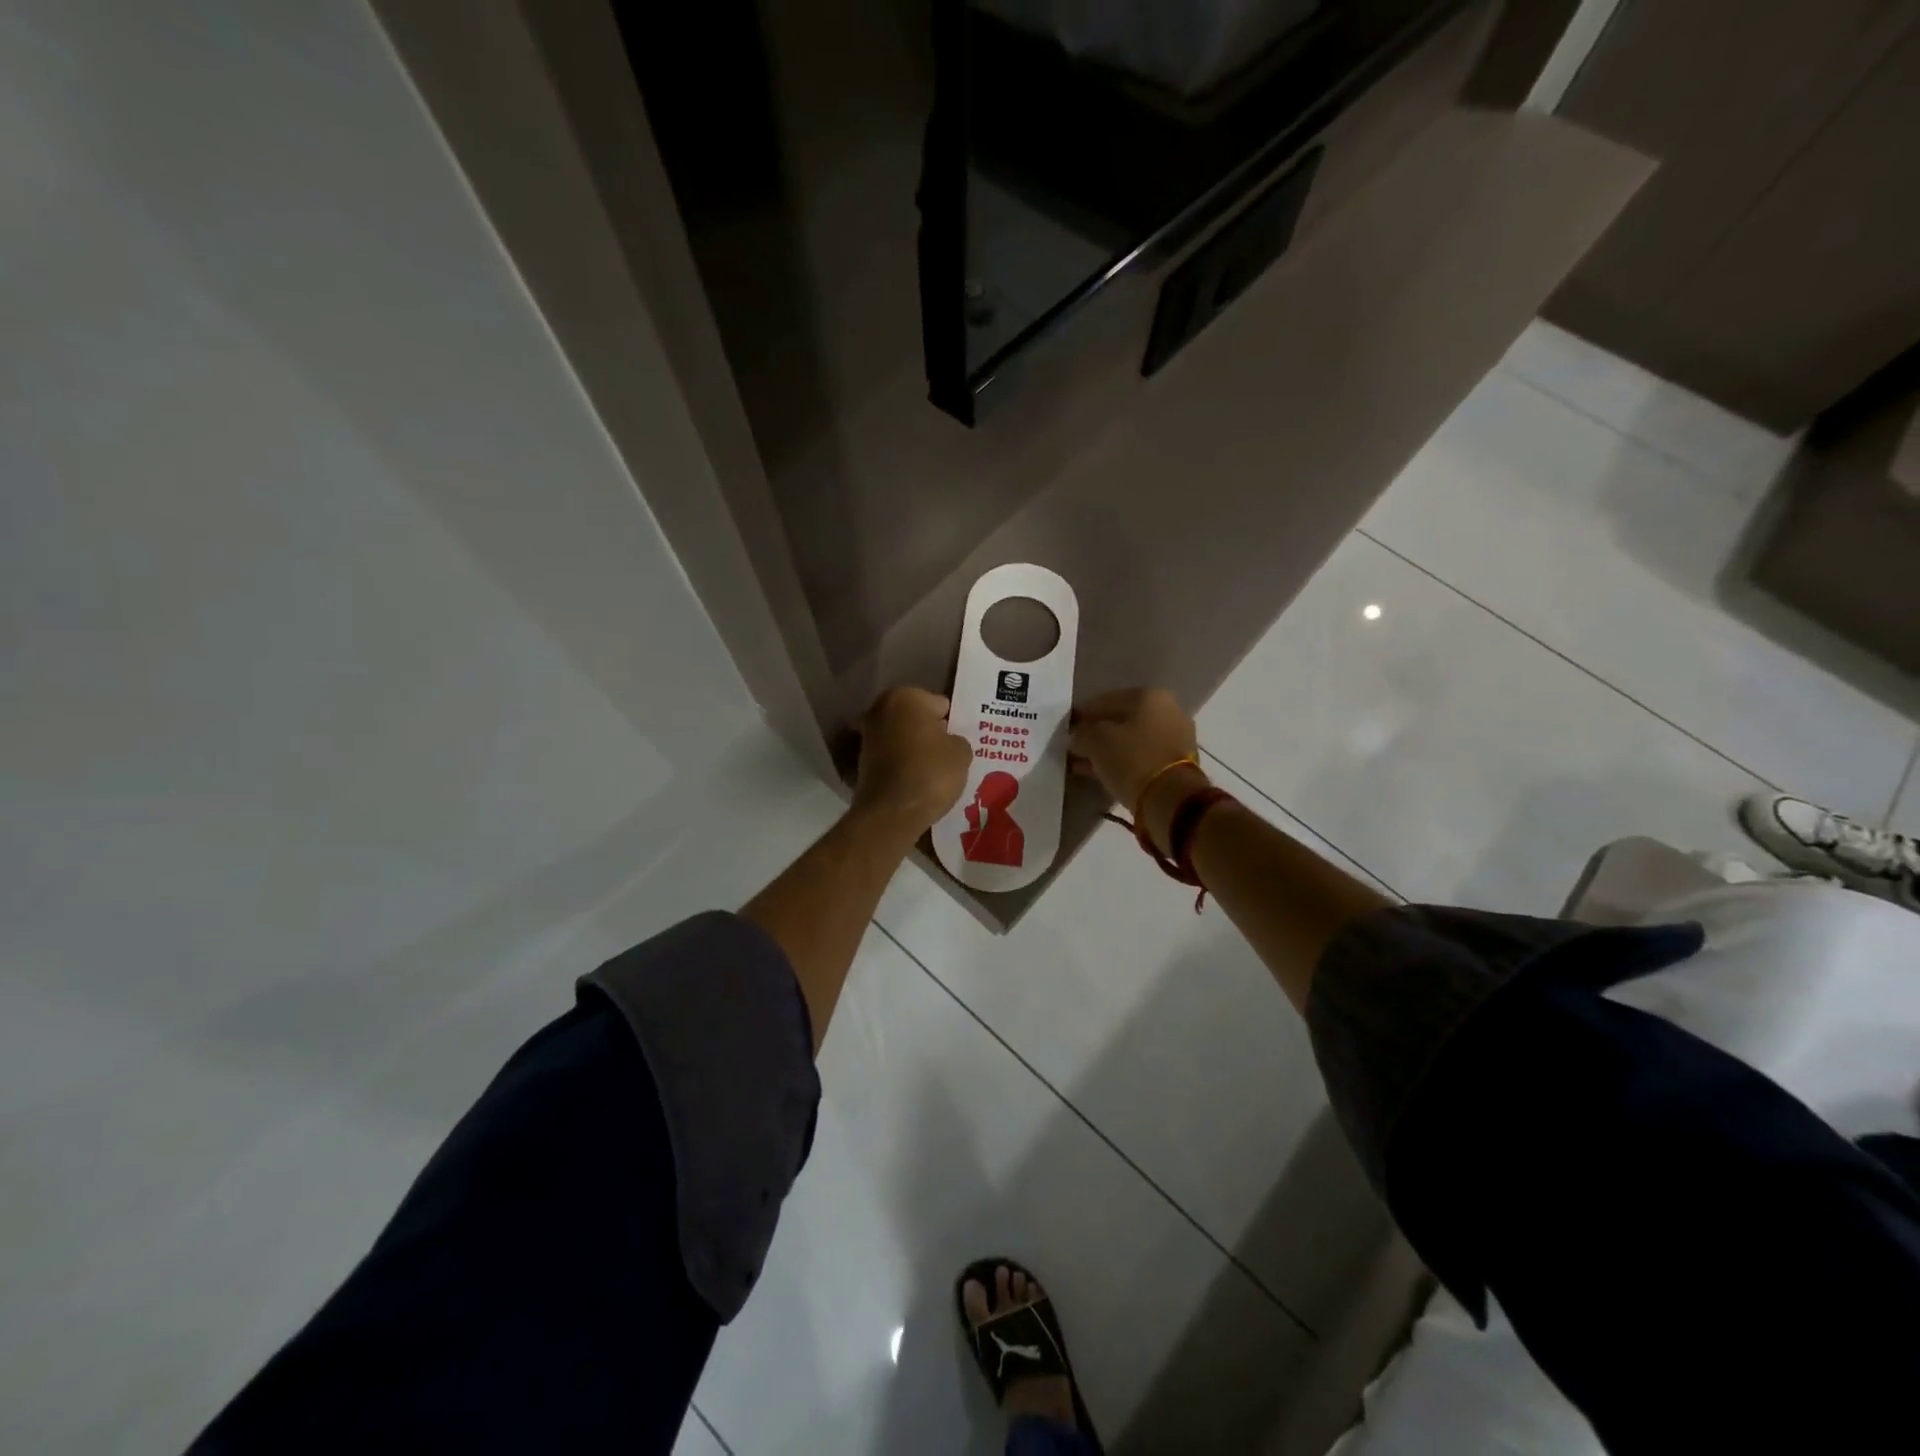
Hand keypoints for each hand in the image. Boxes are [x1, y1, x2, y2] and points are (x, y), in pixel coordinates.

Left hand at [853, 687, 972, 839]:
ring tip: (936, 770)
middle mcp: (880, 708)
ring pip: (903, 738)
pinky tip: (918, 780)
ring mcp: (867, 734)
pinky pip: (892, 757)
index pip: (940, 704)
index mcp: (906, 696)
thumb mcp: (961, 753)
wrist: (890, 813)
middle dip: (931, 733)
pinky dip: (903, 764)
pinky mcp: (861, 760)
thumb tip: (947, 741)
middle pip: (917, 719)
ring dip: (916, 749)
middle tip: (950, 754)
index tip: (960, 741)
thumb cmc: (930, 773)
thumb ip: (957, 739)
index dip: (953, 724)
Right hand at [1069, 687, 1200, 811]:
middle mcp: (1168, 711)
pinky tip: (1100, 773)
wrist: (1171, 799)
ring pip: (1131, 741)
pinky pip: (1141, 758)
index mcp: (1149, 696)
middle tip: (1075, 747)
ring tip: (1083, 764)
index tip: (1066, 729)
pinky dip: (1122, 763)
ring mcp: (1176, 738)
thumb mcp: (1095, 741)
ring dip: (1107, 751)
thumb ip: (1081, 734)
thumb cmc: (1132, 759)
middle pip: (1121, 721)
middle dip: (1096, 734)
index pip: (1105, 700)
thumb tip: (1077, 737)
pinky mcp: (1177, 764)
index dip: (1082, 714)